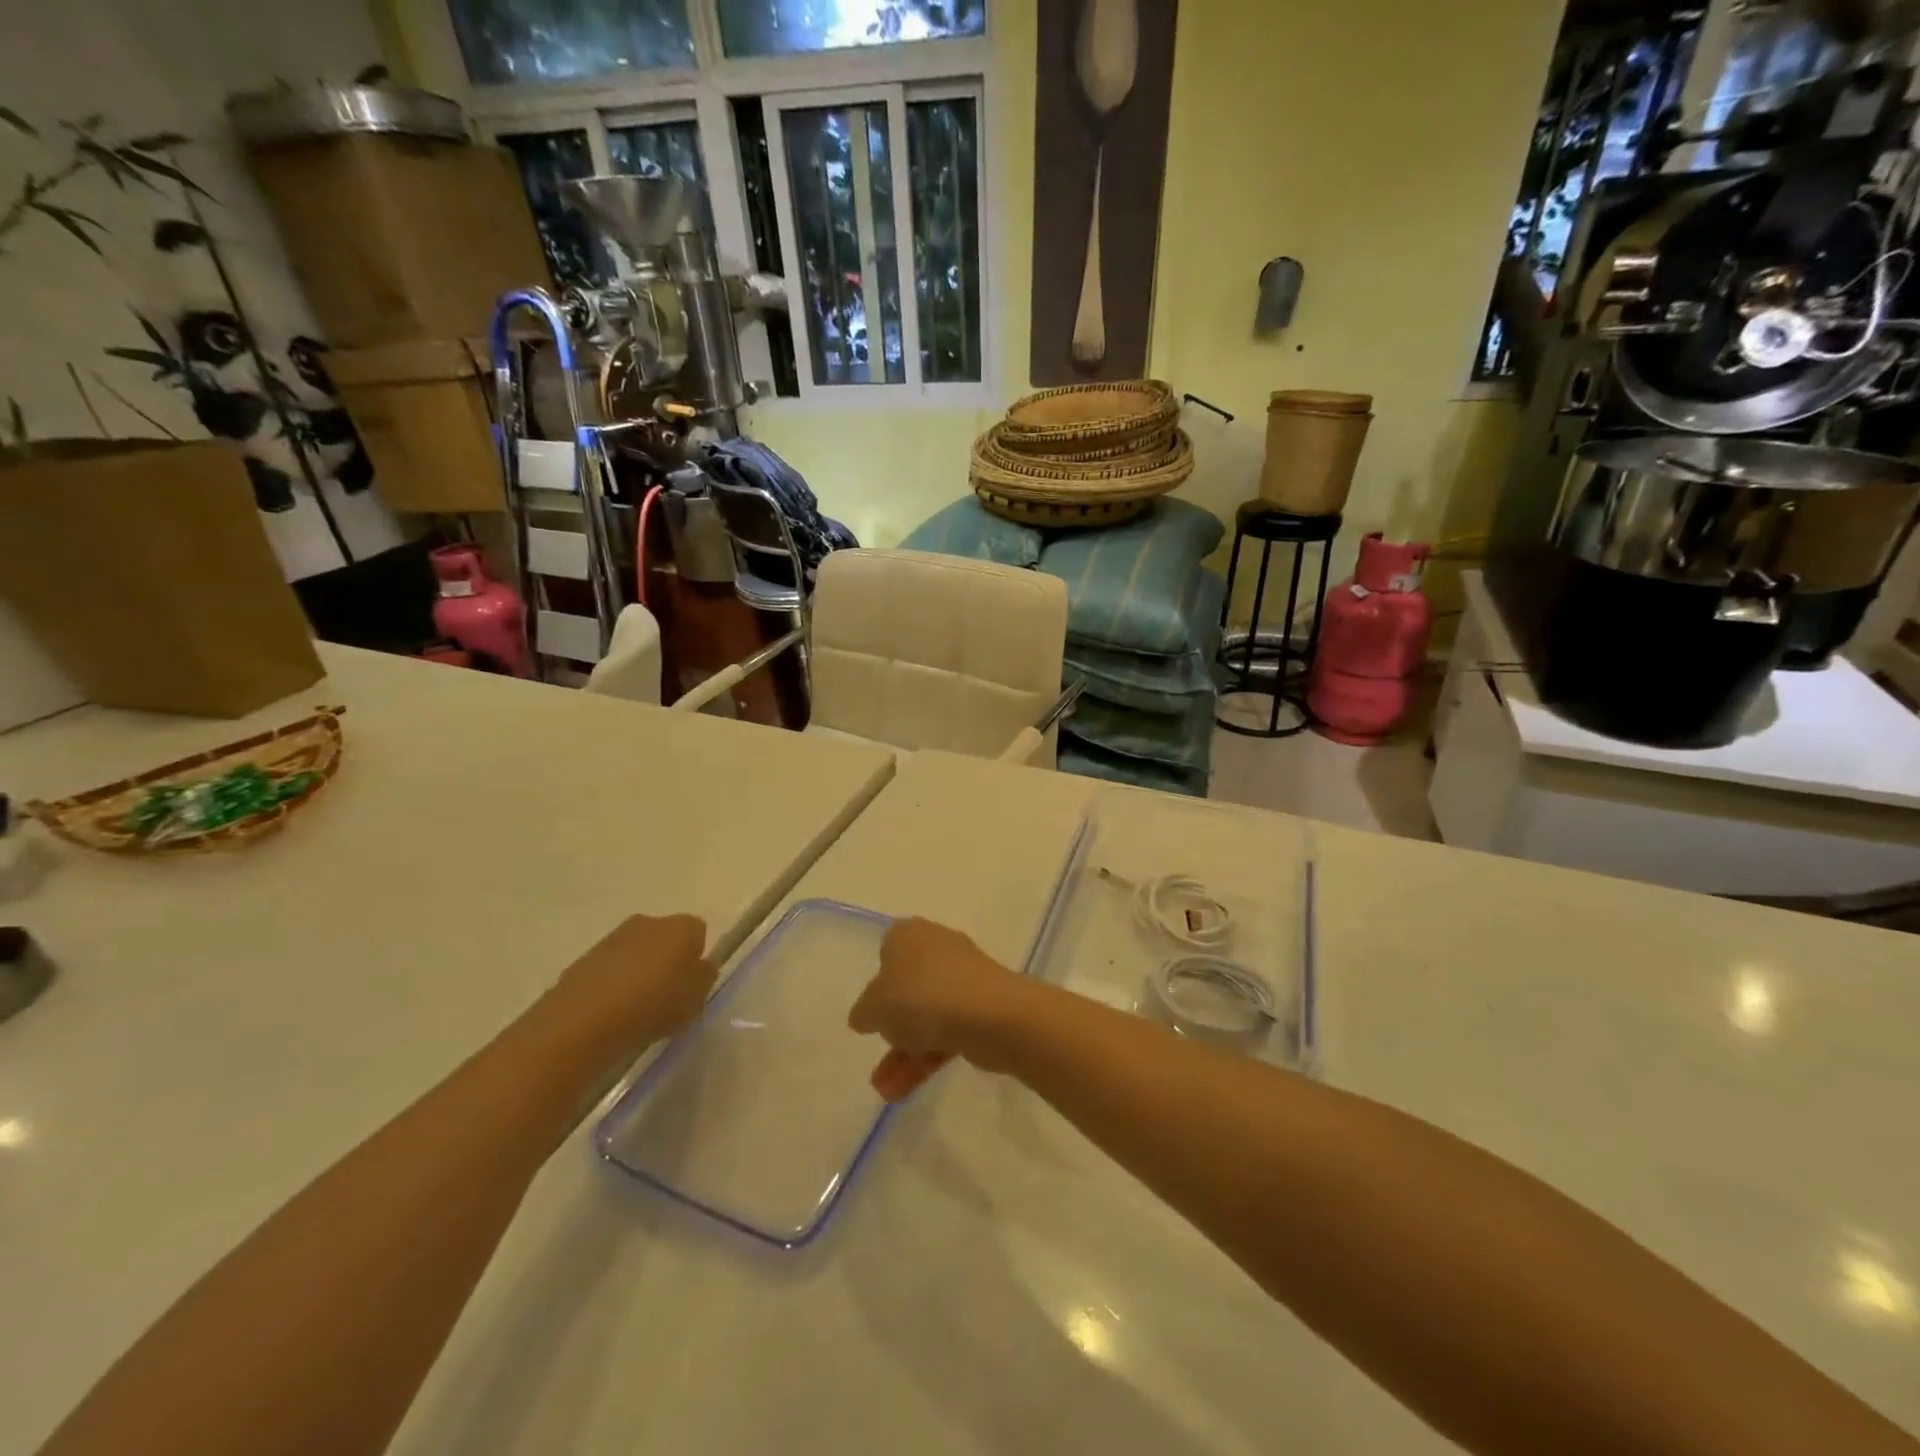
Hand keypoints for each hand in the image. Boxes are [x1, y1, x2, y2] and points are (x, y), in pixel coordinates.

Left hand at [551, 913, 713, 1049]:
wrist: (585, 1019)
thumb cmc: (654, 1004)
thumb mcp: (697, 998)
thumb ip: (704, 977)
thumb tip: (700, 966)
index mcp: (681, 926)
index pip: (698, 932)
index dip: (696, 958)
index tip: (690, 984)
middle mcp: (649, 922)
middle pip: (666, 938)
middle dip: (667, 960)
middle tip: (666, 995)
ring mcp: (614, 937)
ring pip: (637, 951)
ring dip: (639, 970)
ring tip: (635, 1007)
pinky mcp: (586, 957)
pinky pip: (611, 967)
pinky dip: (614, 982)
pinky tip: (611, 1010)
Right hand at [848, 917, 1025, 1100]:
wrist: (989, 1015)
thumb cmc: (921, 997)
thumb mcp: (874, 1006)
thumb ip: (865, 1012)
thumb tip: (866, 1015)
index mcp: (909, 935)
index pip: (888, 949)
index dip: (878, 978)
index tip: (872, 1007)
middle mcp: (937, 949)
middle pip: (909, 986)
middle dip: (892, 1024)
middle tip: (878, 1047)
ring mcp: (963, 979)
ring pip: (927, 1015)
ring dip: (904, 1053)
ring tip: (886, 1090)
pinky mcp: (981, 1007)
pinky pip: (947, 1031)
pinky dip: (927, 1058)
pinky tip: (903, 1090)